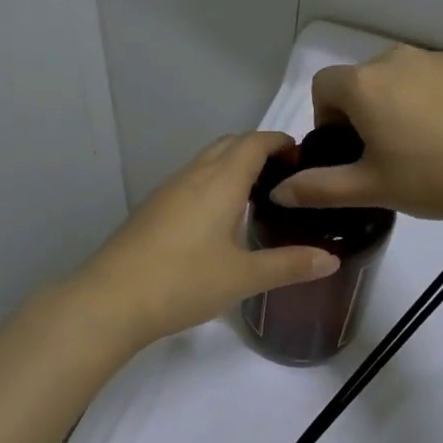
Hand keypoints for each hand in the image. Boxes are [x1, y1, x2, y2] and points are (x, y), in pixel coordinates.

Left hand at [74, 132, 339, 348]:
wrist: (110, 300)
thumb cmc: (183, 282)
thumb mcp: (243, 277)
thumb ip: (289, 265)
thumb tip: (331, 260)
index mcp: (220, 181)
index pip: (254, 142)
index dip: (280, 142)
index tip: (303, 157)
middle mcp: (192, 176)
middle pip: (229, 144)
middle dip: (258, 150)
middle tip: (284, 177)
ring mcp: (166, 191)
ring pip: (205, 162)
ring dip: (232, 166)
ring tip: (256, 196)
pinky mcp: (151, 210)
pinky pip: (189, 182)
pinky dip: (211, 184)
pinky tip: (218, 219)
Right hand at [272, 46, 442, 222]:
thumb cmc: (437, 179)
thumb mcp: (372, 190)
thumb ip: (318, 189)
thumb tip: (278, 192)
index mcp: (366, 85)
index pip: (323, 87)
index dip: (326, 119)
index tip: (349, 151)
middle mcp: (399, 58)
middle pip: (364, 81)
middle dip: (364, 112)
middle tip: (387, 155)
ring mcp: (442, 57)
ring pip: (405, 78)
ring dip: (402, 104)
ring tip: (429, 147)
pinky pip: (441, 78)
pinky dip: (438, 100)